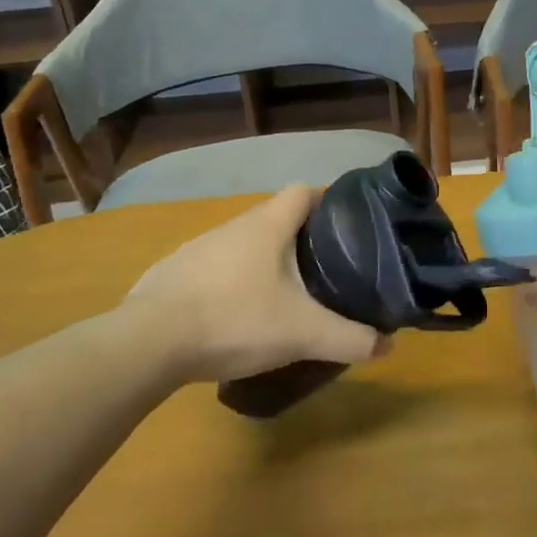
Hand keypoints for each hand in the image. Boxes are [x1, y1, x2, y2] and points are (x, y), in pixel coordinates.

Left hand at [128, 185, 385, 383]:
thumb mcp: (302, 333)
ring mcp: (198, 249)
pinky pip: (215, 269)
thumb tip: (388, 345)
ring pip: (244, 244)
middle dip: (301, 238)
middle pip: (275, 218)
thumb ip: (349, 338)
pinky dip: (232, 282)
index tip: (347, 226)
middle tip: (324, 269)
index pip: (303, 191)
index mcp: (267, 225)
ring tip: (284, 294)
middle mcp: (233, 227)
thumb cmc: (235, 319)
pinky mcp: (173, 274)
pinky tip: (237, 315)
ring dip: (265, 261)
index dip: (327, 202)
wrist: (148, 343)